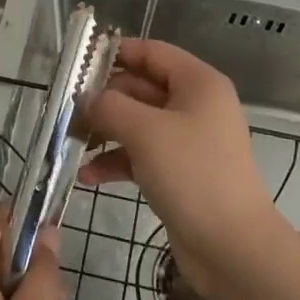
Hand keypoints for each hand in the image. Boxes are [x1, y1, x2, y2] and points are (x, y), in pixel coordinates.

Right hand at [79, 38, 289, 299]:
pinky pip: (142, 155)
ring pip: (139, 123)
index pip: (152, 52)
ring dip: (106, 131)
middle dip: (105, 99)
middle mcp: (196, 105)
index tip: (79, 62)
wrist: (232, 247)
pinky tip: (88, 176)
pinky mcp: (180, 173)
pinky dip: (117, 161)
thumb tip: (85, 97)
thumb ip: (110, 107)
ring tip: (71, 142)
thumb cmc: (192, 174)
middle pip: (142, 88)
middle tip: (67, 110)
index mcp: (198, 83)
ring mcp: (189, 141)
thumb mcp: (145, 132)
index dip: (117, 53)